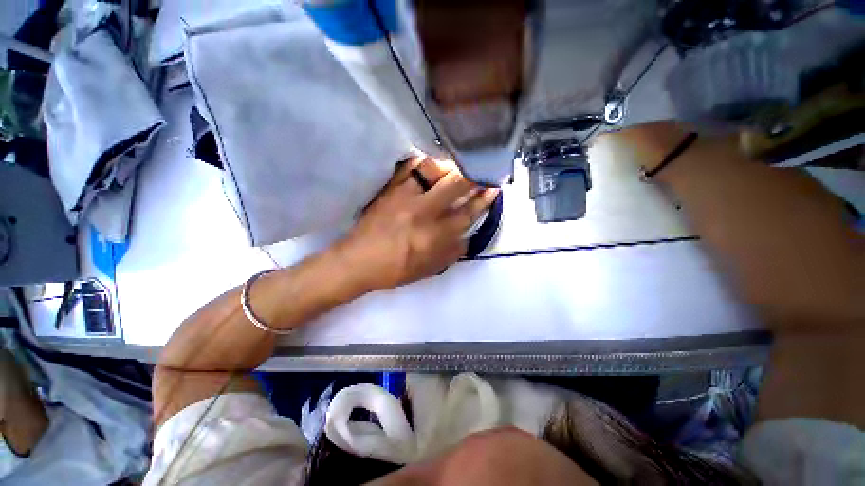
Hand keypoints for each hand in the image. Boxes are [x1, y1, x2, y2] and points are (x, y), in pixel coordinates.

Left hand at [334, 157, 498, 291]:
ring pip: (433, 170)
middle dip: (474, 175)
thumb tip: (468, 236)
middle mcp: (423, 211)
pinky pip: (409, 166)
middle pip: (455, 184)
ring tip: (456, 169)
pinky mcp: (390, 189)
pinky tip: (429, 165)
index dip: (483, 199)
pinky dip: (422, 162)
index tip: (494, 188)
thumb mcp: (429, 269)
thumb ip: (452, 252)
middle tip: (482, 170)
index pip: (467, 212)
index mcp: (434, 235)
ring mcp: (404, 196)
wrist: (359, 261)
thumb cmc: (395, 269)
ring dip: (450, 167)